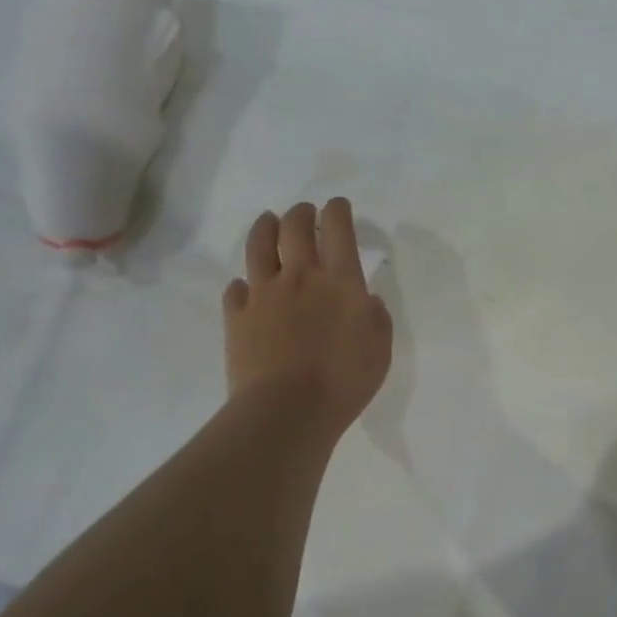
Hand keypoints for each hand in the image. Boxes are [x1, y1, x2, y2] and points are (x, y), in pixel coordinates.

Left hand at [225, 198, 392, 442]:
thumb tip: (365, 299)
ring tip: (269, 221)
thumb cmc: (344, 381)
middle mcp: (300, 276)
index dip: (338, 211)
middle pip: (294, 228)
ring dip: (266, 227)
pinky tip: (247, 286)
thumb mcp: (380, 349)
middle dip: (302, 213)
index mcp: (340, 281)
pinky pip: (236, 288)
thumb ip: (375, 317)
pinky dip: (244, 283)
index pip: (338, 230)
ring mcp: (263, 294)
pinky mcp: (236, 316)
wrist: (287, 410)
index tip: (337, 206)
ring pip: (259, 246)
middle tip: (305, 212)